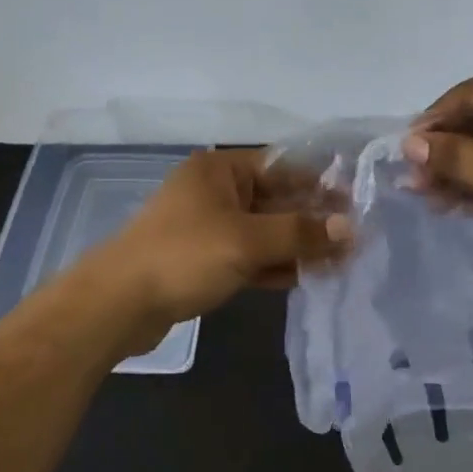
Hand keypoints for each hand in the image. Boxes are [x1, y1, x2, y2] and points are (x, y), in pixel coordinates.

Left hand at [92, 149, 350, 339]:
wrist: (118, 305)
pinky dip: (274, 264)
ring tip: (340, 261)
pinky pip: (249, 256)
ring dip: (297, 245)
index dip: (318, 184)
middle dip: (311, 219)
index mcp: (220, 170)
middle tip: (354, 238)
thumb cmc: (184, 256)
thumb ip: (300, 233)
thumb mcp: (247, 240)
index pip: (281, 167)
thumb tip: (350, 228)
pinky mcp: (204, 260)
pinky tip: (305, 277)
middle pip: (274, 200)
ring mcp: (208, 228)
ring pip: (263, 231)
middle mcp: (214, 192)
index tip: (354, 203)